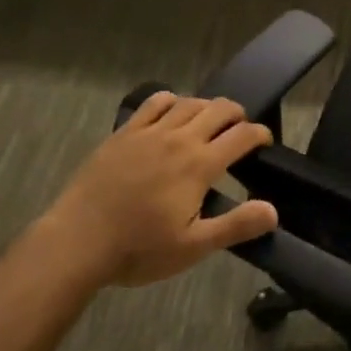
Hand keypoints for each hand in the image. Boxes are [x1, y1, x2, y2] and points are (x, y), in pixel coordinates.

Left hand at [45, 92, 278, 287]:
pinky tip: (172, 113)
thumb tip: (273, 211)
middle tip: (240, 131)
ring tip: (210, 122)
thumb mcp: (193, 247)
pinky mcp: (125, 132)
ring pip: (189, 102)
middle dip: (237, 115)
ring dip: (207, 107)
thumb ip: (236, 226)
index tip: (264, 143)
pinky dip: (172, 101)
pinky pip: (155, 102)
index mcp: (200, 165)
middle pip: (219, 109)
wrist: (77, 242)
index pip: (242, 135)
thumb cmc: (139, 249)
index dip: (260, 134)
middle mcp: (179, 138)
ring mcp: (149, 132)